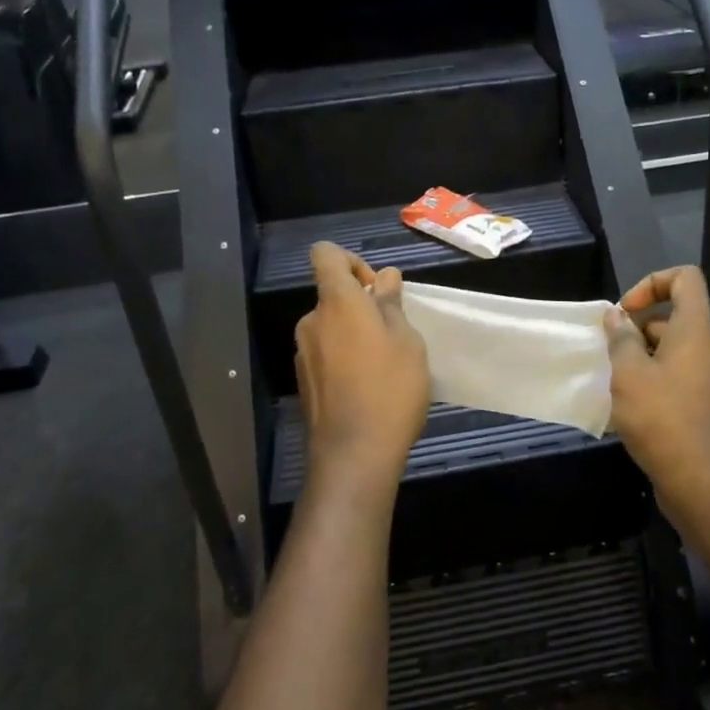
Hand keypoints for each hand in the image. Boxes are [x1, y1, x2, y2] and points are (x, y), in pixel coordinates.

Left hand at [295, 243, 429, 498]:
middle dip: (360, 305)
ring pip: (330, 327)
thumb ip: (391, 304)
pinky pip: (325, 354)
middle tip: (394, 333)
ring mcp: (303, 353)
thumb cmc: (390, 389)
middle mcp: (312, 322)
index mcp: (336, 303)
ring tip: (384, 365)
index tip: (375, 288)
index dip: (350, 260)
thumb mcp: (407, 341)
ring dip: (353, 334)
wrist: (354, 455)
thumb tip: (385, 278)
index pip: (325, 255)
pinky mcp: (303, 381)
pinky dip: (343, 358)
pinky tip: (367, 387)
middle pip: (332, 295)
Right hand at [604, 267, 709, 505]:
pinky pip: (679, 375)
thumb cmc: (662, 419)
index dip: (652, 282)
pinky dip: (655, 379)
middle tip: (610, 353)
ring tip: (615, 382)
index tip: (625, 312)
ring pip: (674, 349)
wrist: (702, 482)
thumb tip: (616, 316)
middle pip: (675, 316)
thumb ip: (621, 339)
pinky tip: (630, 406)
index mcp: (696, 330)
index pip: (686, 278)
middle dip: (638, 328)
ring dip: (642, 356)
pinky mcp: (708, 403)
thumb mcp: (629, 374)